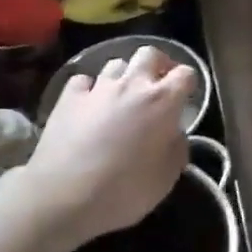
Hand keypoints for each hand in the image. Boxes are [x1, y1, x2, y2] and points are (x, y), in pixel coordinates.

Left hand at [20, 45, 195, 247]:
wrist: (62, 197)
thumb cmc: (123, 191)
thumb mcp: (166, 179)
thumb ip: (177, 149)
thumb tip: (174, 134)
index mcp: (162, 102)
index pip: (186, 73)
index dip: (188, 83)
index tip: (186, 99)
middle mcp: (132, 85)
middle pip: (150, 54)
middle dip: (157, 65)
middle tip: (157, 86)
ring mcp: (98, 88)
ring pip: (116, 64)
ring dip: (124, 77)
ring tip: (121, 97)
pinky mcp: (68, 97)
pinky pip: (83, 81)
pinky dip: (89, 89)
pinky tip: (89, 105)